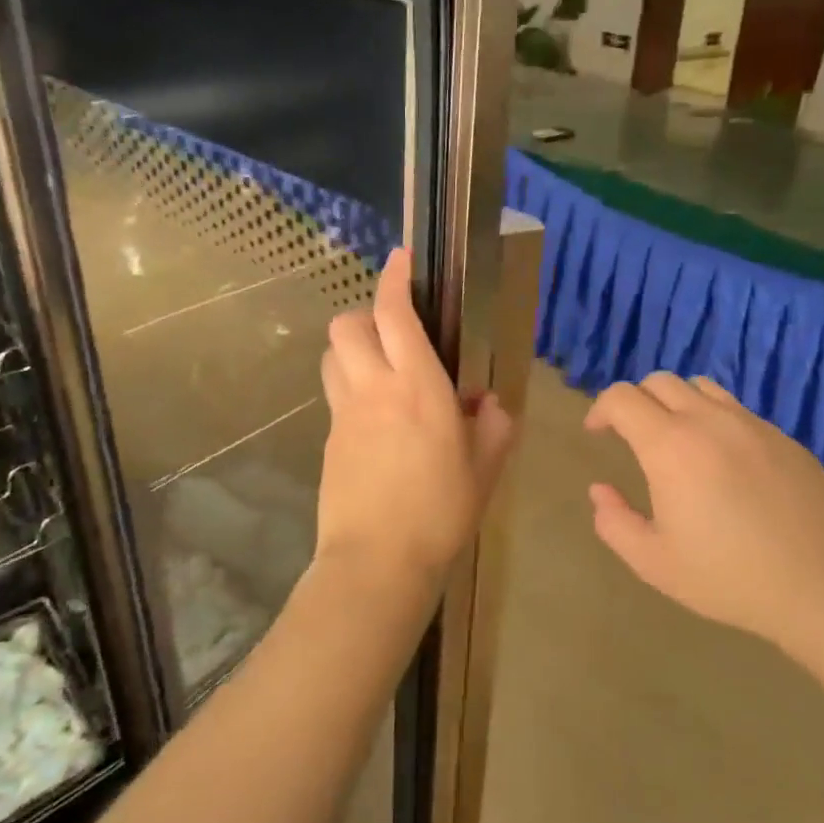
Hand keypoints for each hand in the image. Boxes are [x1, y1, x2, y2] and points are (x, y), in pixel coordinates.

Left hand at [316, 250, 513, 592]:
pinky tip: (376, 418)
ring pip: (333, 356)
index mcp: (418, 386)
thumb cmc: (441, 511)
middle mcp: (374, 389)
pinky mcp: (329, 440)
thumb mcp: (485, 468)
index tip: (400, 260)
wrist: (377, 562)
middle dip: (365, 314)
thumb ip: (494, 424)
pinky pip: (335, 396)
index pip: (395, 315)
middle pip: (348, 326)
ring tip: (380, 367)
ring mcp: (345, 414)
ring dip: (352, 348)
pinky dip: (351, 387)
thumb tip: (486, 402)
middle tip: (393, 330)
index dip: (393, 279)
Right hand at [584, 373, 823, 650]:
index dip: (601, 409)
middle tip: (632, 436)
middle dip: (635, 401)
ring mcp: (751, 424)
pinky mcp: (782, 436)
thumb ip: (615, 523)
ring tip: (676, 440)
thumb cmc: (732, 577)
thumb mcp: (656, 564)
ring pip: (701, 387)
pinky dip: (713, 418)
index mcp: (670, 446)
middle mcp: (709, 420)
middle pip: (660, 381)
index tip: (597, 433)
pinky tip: (723, 461)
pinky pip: (735, 409)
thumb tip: (600, 490)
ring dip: (676, 402)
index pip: (622, 398)